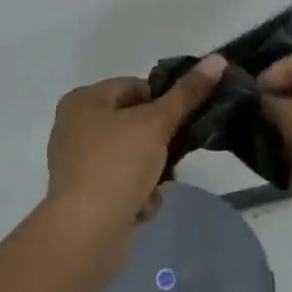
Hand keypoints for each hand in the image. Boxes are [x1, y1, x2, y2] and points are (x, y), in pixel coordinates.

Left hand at [45, 56, 226, 270]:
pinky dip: (136, 195)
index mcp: (83, 100)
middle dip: (159, 144)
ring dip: (152, 173)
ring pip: (131, 158)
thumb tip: (217, 58)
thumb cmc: (117, 164)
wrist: (85, 233)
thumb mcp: (157, 123)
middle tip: (175, 157)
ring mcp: (77, 164)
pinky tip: (141, 208)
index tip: (181, 123)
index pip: (135, 87)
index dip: (162, 103)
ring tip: (158, 187)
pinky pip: (121, 186)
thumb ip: (187, 93)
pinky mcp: (84, 197)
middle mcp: (74, 127)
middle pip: (134, 124)